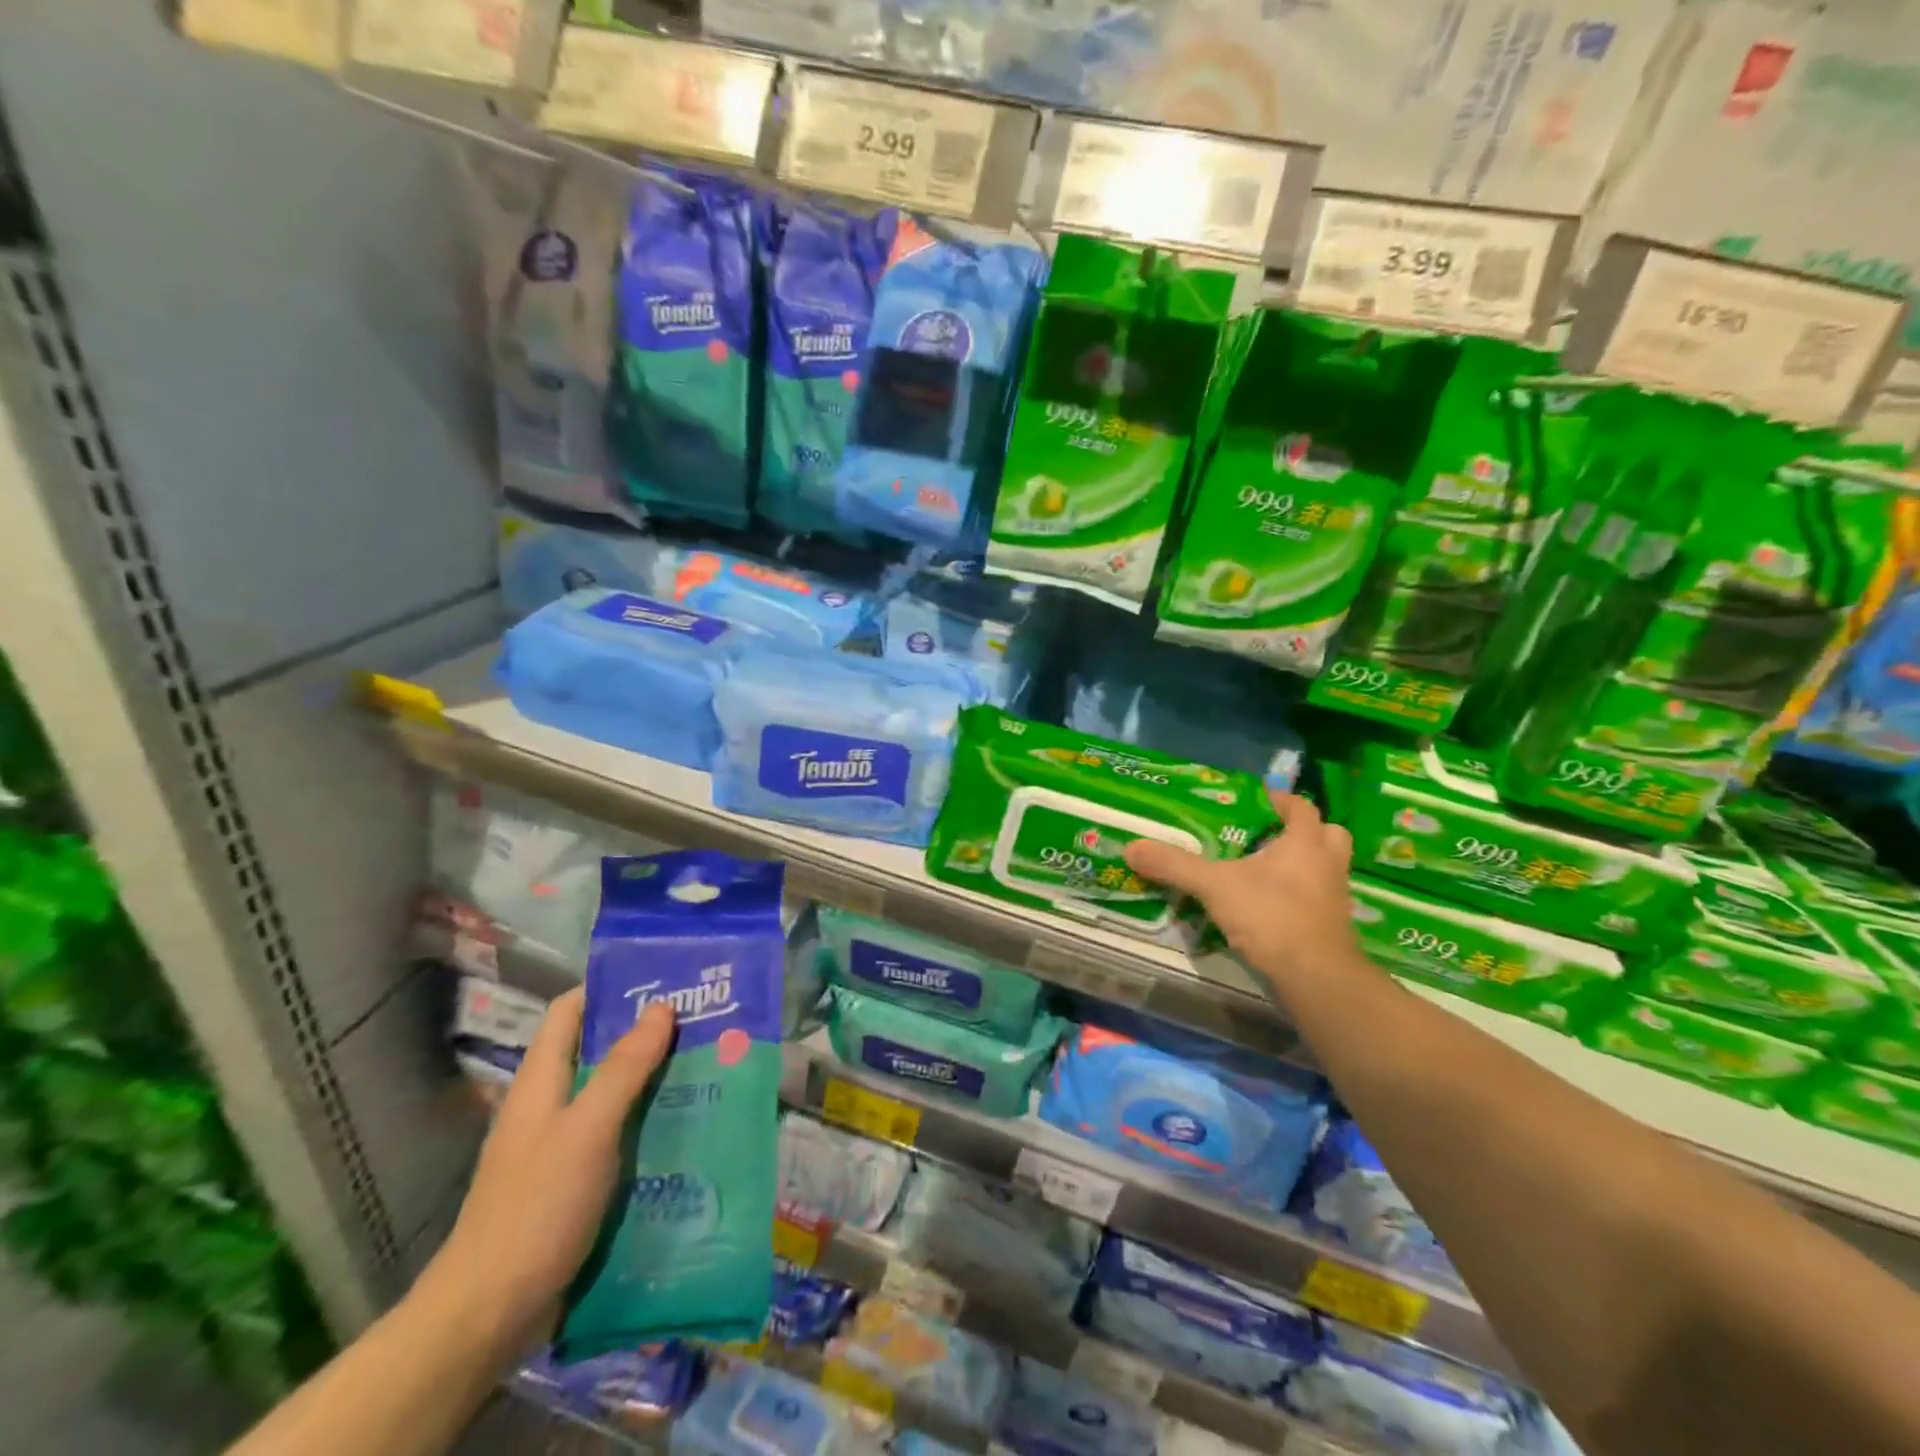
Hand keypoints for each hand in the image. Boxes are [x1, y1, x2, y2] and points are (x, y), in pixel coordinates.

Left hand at [419, 987, 674, 1349]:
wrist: (489, 1314)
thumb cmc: (537, 1206)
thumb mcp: (588, 1128)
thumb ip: (624, 1068)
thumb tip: (661, 1006)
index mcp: (541, 1080)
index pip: (570, 1010)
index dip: (609, 988)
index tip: (663, 979)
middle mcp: (549, 1104)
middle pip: (598, 1050)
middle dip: (646, 1034)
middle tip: (702, 1022)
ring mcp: (561, 1145)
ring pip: (612, 1094)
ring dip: (654, 1080)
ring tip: (708, 1067)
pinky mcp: (575, 1182)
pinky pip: (617, 1136)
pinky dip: (648, 1124)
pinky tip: (686, 1127)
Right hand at [1125, 791, 1357, 999]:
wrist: (1314, 976)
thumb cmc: (1271, 915)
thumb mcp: (1213, 885)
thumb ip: (1174, 865)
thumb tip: (1132, 848)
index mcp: (1305, 842)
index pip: (1301, 807)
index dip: (1281, 800)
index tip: (1259, 800)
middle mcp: (1328, 864)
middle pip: (1328, 834)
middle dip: (1304, 832)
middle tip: (1270, 837)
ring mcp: (1335, 898)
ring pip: (1327, 869)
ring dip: (1305, 866)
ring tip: (1267, 871)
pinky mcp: (1333, 928)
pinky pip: (1319, 900)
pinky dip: (1300, 898)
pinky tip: (1271, 907)